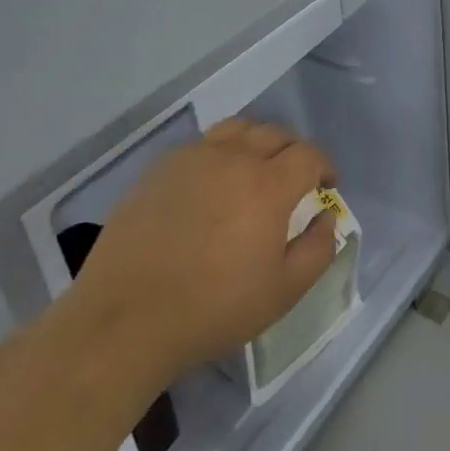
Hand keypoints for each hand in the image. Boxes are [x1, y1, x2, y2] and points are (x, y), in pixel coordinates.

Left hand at [74, 119, 339, 375]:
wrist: (123, 321)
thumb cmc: (212, 309)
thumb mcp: (282, 292)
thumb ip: (318, 250)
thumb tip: (326, 218)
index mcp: (269, 185)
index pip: (310, 154)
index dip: (324, 166)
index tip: (326, 185)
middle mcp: (234, 158)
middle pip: (275, 133)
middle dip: (295, 150)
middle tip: (295, 177)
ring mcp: (193, 159)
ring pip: (238, 129)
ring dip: (257, 142)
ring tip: (255, 168)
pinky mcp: (159, 169)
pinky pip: (202, 145)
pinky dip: (220, 153)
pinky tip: (212, 183)